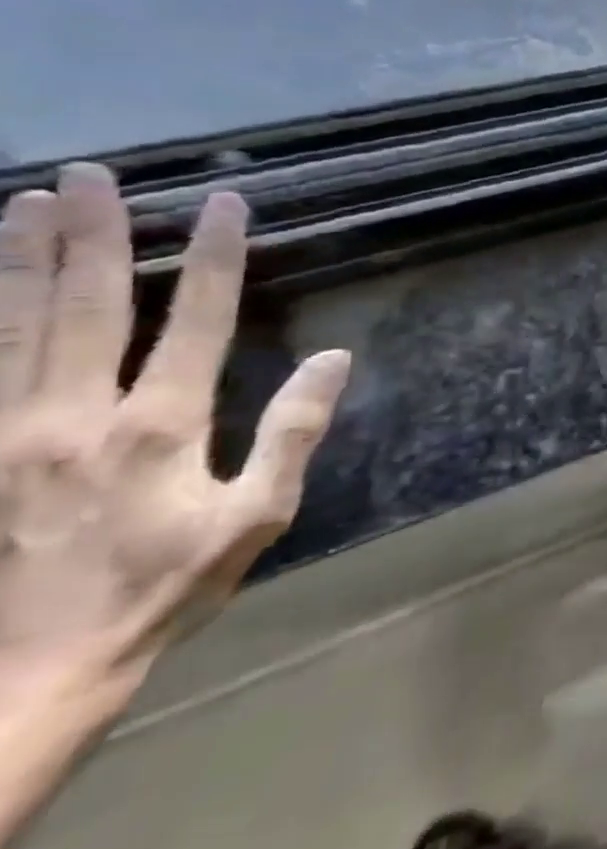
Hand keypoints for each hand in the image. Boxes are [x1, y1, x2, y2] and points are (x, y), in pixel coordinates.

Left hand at [0, 165, 350, 701]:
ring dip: (21, 260)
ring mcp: (6, 433)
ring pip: (13, 327)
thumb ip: (293, 432)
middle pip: (86, 306)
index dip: (212, 258)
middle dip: (95, 235)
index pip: (192, 321)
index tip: (224, 205)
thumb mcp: (257, 516)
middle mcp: (74, 416)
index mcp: (157, 428)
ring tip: (29, 201)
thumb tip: (332, 358)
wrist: (28, 672)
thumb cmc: (163, 587)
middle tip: (97, 176)